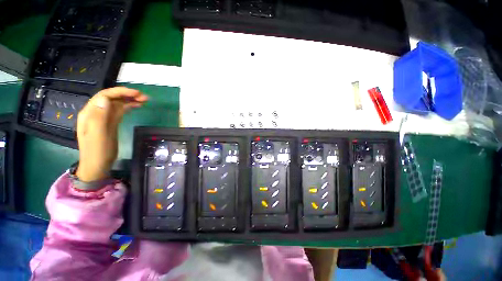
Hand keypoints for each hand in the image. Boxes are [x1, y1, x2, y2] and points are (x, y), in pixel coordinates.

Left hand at [76, 87, 147, 181]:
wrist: (98, 165)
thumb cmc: (97, 152)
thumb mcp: (97, 136)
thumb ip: (99, 117)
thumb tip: (105, 99)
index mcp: (90, 113)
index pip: (104, 96)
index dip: (120, 92)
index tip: (137, 94)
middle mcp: (96, 112)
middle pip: (112, 98)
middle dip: (127, 95)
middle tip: (144, 97)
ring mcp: (104, 118)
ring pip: (117, 104)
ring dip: (130, 100)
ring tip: (144, 100)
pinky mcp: (111, 123)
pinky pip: (120, 111)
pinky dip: (129, 107)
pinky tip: (137, 106)